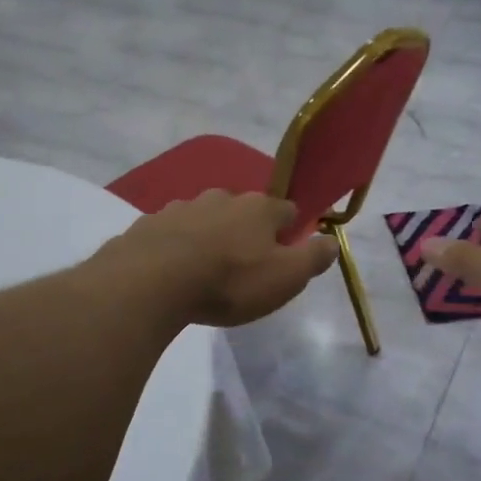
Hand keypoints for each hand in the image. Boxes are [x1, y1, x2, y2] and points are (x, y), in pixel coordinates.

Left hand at [104, 191, 335, 327]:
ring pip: (205, 217)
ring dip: (210, 236)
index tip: (288, 252)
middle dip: (247, 231)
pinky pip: (171, 232)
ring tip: (206, 269)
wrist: (151, 282)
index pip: (287, 210)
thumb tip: (332, 240)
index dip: (291, 230)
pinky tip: (172, 270)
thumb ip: (313, 258)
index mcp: (259, 208)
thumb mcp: (285, 278)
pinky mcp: (149, 224)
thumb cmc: (229, 282)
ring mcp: (182, 207)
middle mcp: (222, 198)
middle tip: (245, 265)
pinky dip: (177, 245)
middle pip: (243, 210)